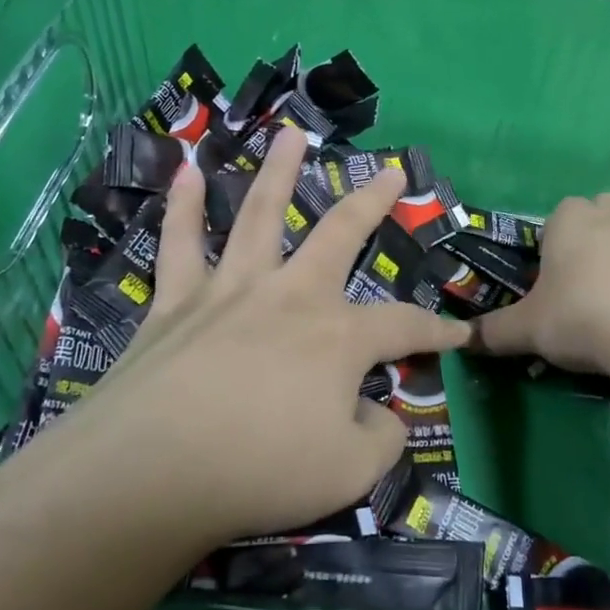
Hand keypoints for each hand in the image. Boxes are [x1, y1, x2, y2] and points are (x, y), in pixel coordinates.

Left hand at [68, 127, 470, 545]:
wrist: (149, 474)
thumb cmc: (260, 471)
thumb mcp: (351, 472)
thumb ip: (383, 437)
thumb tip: (386, 414)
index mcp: (338, 336)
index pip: (404, 326)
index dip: (438, 331)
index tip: (460, 335)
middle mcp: (291, 295)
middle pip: (340, 234)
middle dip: (373, 202)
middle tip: (393, 172)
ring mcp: (230, 290)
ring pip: (258, 215)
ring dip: (278, 172)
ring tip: (290, 135)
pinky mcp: (175, 302)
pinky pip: (179, 243)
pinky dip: (180, 206)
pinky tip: (183, 170)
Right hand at [472, 193, 609, 377]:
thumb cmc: (580, 315)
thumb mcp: (527, 329)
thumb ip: (495, 331)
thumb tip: (465, 339)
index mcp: (571, 221)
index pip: (558, 213)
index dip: (552, 241)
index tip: (549, 275)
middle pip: (603, 210)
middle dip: (594, 234)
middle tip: (582, 281)